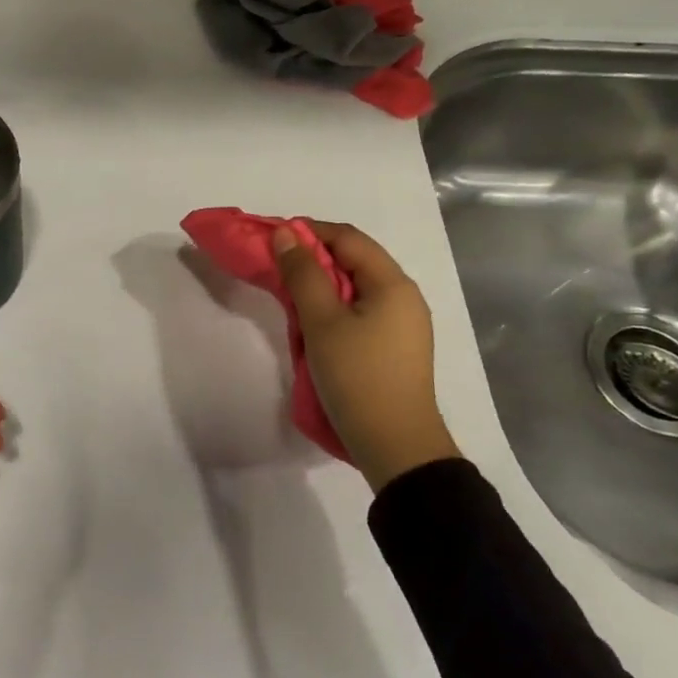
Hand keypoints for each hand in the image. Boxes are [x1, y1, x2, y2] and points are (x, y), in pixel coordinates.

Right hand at [273, 221, 458, 492]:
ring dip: (322, 285)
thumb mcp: (322, 322)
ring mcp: (403, 324)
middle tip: (276, 269)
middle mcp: (404, 297)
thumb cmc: (357, 376)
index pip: (348, 238)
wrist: (395, 445)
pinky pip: (362, 312)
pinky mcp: (396, 348)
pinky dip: (334, 308)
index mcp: (393, 283)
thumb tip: (286, 234)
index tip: (273, 240)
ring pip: (356, 288)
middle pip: (354, 260)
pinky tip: (314, 325)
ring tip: (290, 297)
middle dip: (313, 259)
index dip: (309, 231)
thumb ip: (303, 274)